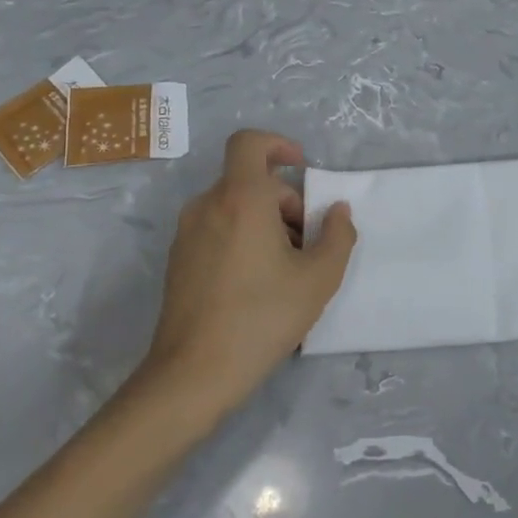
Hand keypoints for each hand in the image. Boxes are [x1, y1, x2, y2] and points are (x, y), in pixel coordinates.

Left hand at [136, 130, 356, 422]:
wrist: (193, 375)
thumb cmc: (262, 317)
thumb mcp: (319, 278)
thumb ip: (339, 235)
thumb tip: (338, 212)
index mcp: (241, 199)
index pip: (249, 143)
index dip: (278, 144)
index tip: (302, 168)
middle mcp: (207, 206)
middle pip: (251, 182)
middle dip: (286, 202)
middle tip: (309, 244)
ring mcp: (187, 233)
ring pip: (235, 206)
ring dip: (267, 222)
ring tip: (288, 267)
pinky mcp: (178, 260)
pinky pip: (218, 228)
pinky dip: (243, 238)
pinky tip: (259, 283)